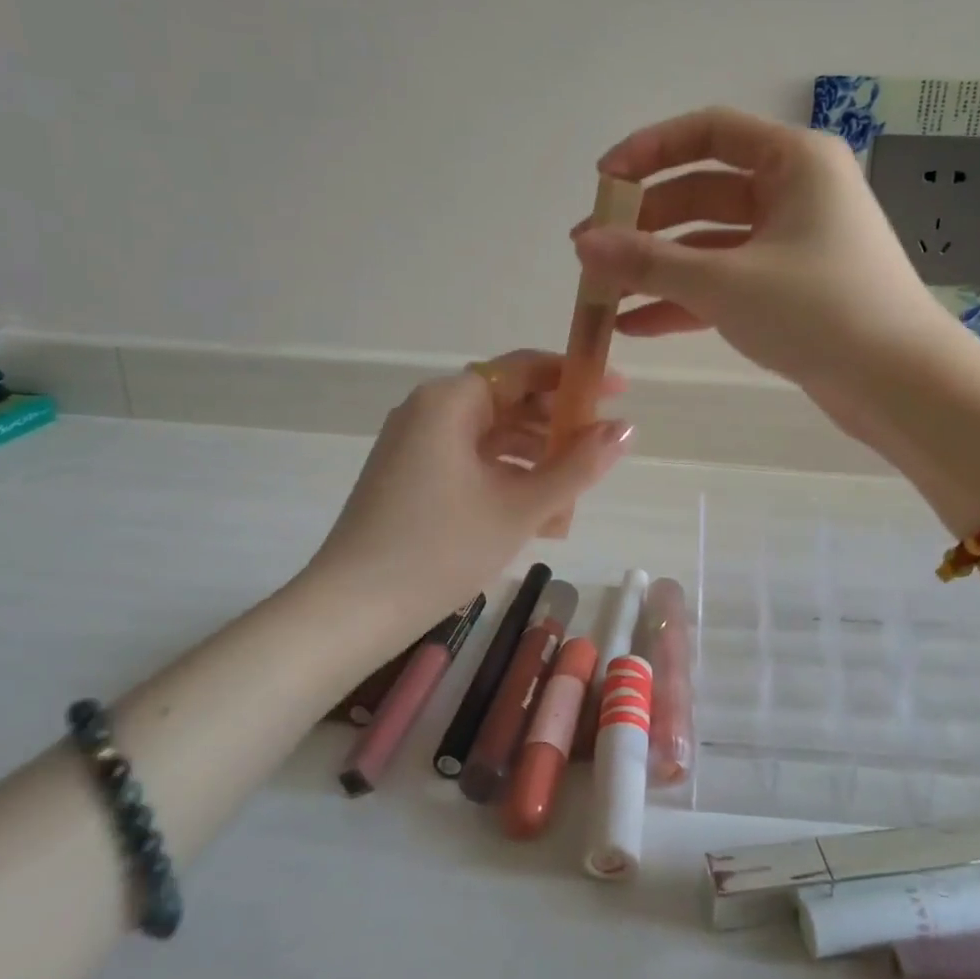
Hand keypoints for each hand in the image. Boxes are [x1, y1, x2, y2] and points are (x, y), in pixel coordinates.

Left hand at [307, 351, 631, 631]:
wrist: (352, 610)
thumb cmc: (441, 549)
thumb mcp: (521, 507)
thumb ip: (579, 465)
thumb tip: (627, 428)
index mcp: (451, 401)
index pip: (524, 368)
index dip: (576, 377)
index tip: (620, 392)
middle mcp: (430, 409)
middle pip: (508, 399)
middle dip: (558, 422)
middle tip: (603, 446)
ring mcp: (416, 443)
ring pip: (491, 433)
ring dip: (536, 454)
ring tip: (577, 486)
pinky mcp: (412, 474)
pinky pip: (471, 458)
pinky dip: (506, 474)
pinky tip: (538, 509)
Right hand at [571, 108, 956, 432]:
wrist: (900, 384)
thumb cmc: (819, 311)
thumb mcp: (724, 282)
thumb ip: (649, 261)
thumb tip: (585, 245)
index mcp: (793, 162)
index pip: (708, 132)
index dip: (649, 151)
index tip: (603, 182)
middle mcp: (796, 193)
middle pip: (703, 191)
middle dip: (644, 222)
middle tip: (591, 251)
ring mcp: (794, 245)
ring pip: (711, 243)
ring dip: (658, 267)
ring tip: (602, 292)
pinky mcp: (791, 291)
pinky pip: (727, 282)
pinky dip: (685, 299)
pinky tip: (636, 325)